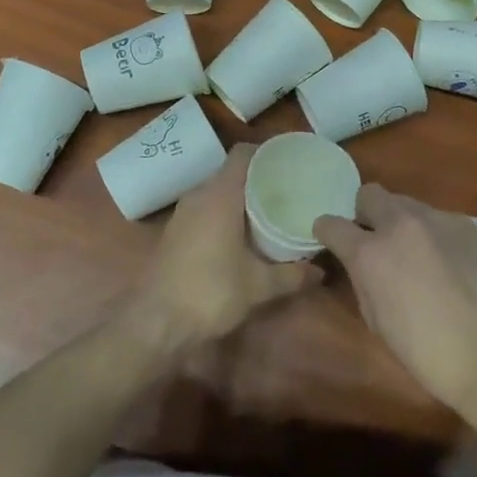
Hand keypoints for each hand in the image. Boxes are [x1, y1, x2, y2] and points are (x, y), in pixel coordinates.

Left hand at [132, 144, 317, 346]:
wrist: (156, 323)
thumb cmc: (210, 293)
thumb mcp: (258, 286)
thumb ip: (291, 275)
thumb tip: (320, 271)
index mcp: (220, 196)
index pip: (242, 154)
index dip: (266, 153)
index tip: (290, 163)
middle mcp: (199, 196)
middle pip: (232, 172)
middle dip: (259, 178)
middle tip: (288, 190)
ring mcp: (183, 213)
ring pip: (217, 192)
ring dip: (241, 198)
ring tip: (270, 210)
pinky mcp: (175, 231)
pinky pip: (205, 209)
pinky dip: (225, 213)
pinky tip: (243, 233)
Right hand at [315, 186, 476, 414]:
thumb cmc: (426, 351)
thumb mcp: (376, 320)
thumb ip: (363, 280)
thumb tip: (364, 266)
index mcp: (369, 253)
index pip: (331, 223)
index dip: (327, 232)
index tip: (333, 241)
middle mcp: (399, 224)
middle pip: (369, 194)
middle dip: (365, 214)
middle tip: (377, 242)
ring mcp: (436, 219)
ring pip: (405, 203)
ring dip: (401, 222)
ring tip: (416, 253)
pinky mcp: (466, 224)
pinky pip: (437, 218)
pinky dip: (433, 233)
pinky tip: (447, 262)